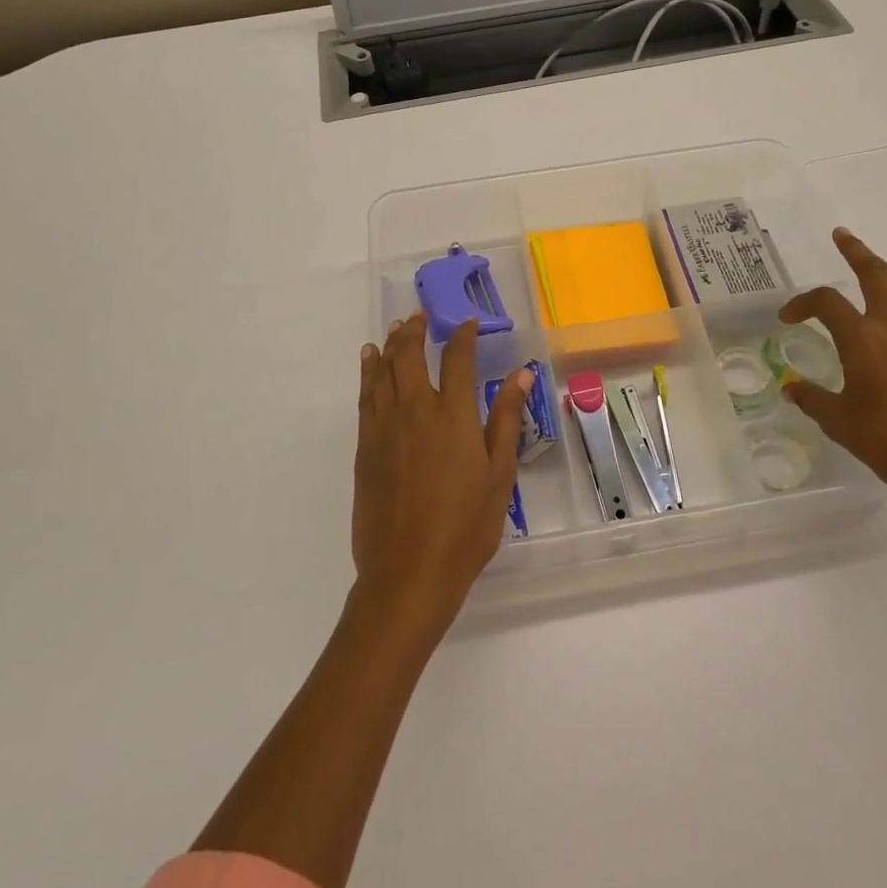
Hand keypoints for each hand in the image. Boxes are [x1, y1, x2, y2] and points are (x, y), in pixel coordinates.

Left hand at [351, 314, 533, 634]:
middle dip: (416, 330)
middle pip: (410, 355)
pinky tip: (369, 362)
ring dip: (389, 345)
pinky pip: (365, 397)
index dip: (462, 335)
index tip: (467, 322)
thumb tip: (521, 373)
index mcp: (453, 415)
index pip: (457, 359)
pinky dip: (367, 373)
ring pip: (382, 371)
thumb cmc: (466, 526)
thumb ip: (506, 419)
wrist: (409, 571)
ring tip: (395, 328)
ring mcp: (385, 427)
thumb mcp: (499, 474)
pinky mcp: (365, 447)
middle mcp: (415, 410)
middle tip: (421, 315)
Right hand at [778, 228, 886, 525]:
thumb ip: (812, 399)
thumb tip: (792, 388)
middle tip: (842, 236)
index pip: (826, 302)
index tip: (787, 318)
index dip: (801, 303)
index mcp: (863, 339)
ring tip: (875, 272)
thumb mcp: (838, 422)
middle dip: (858, 253)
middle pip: (877, 276)